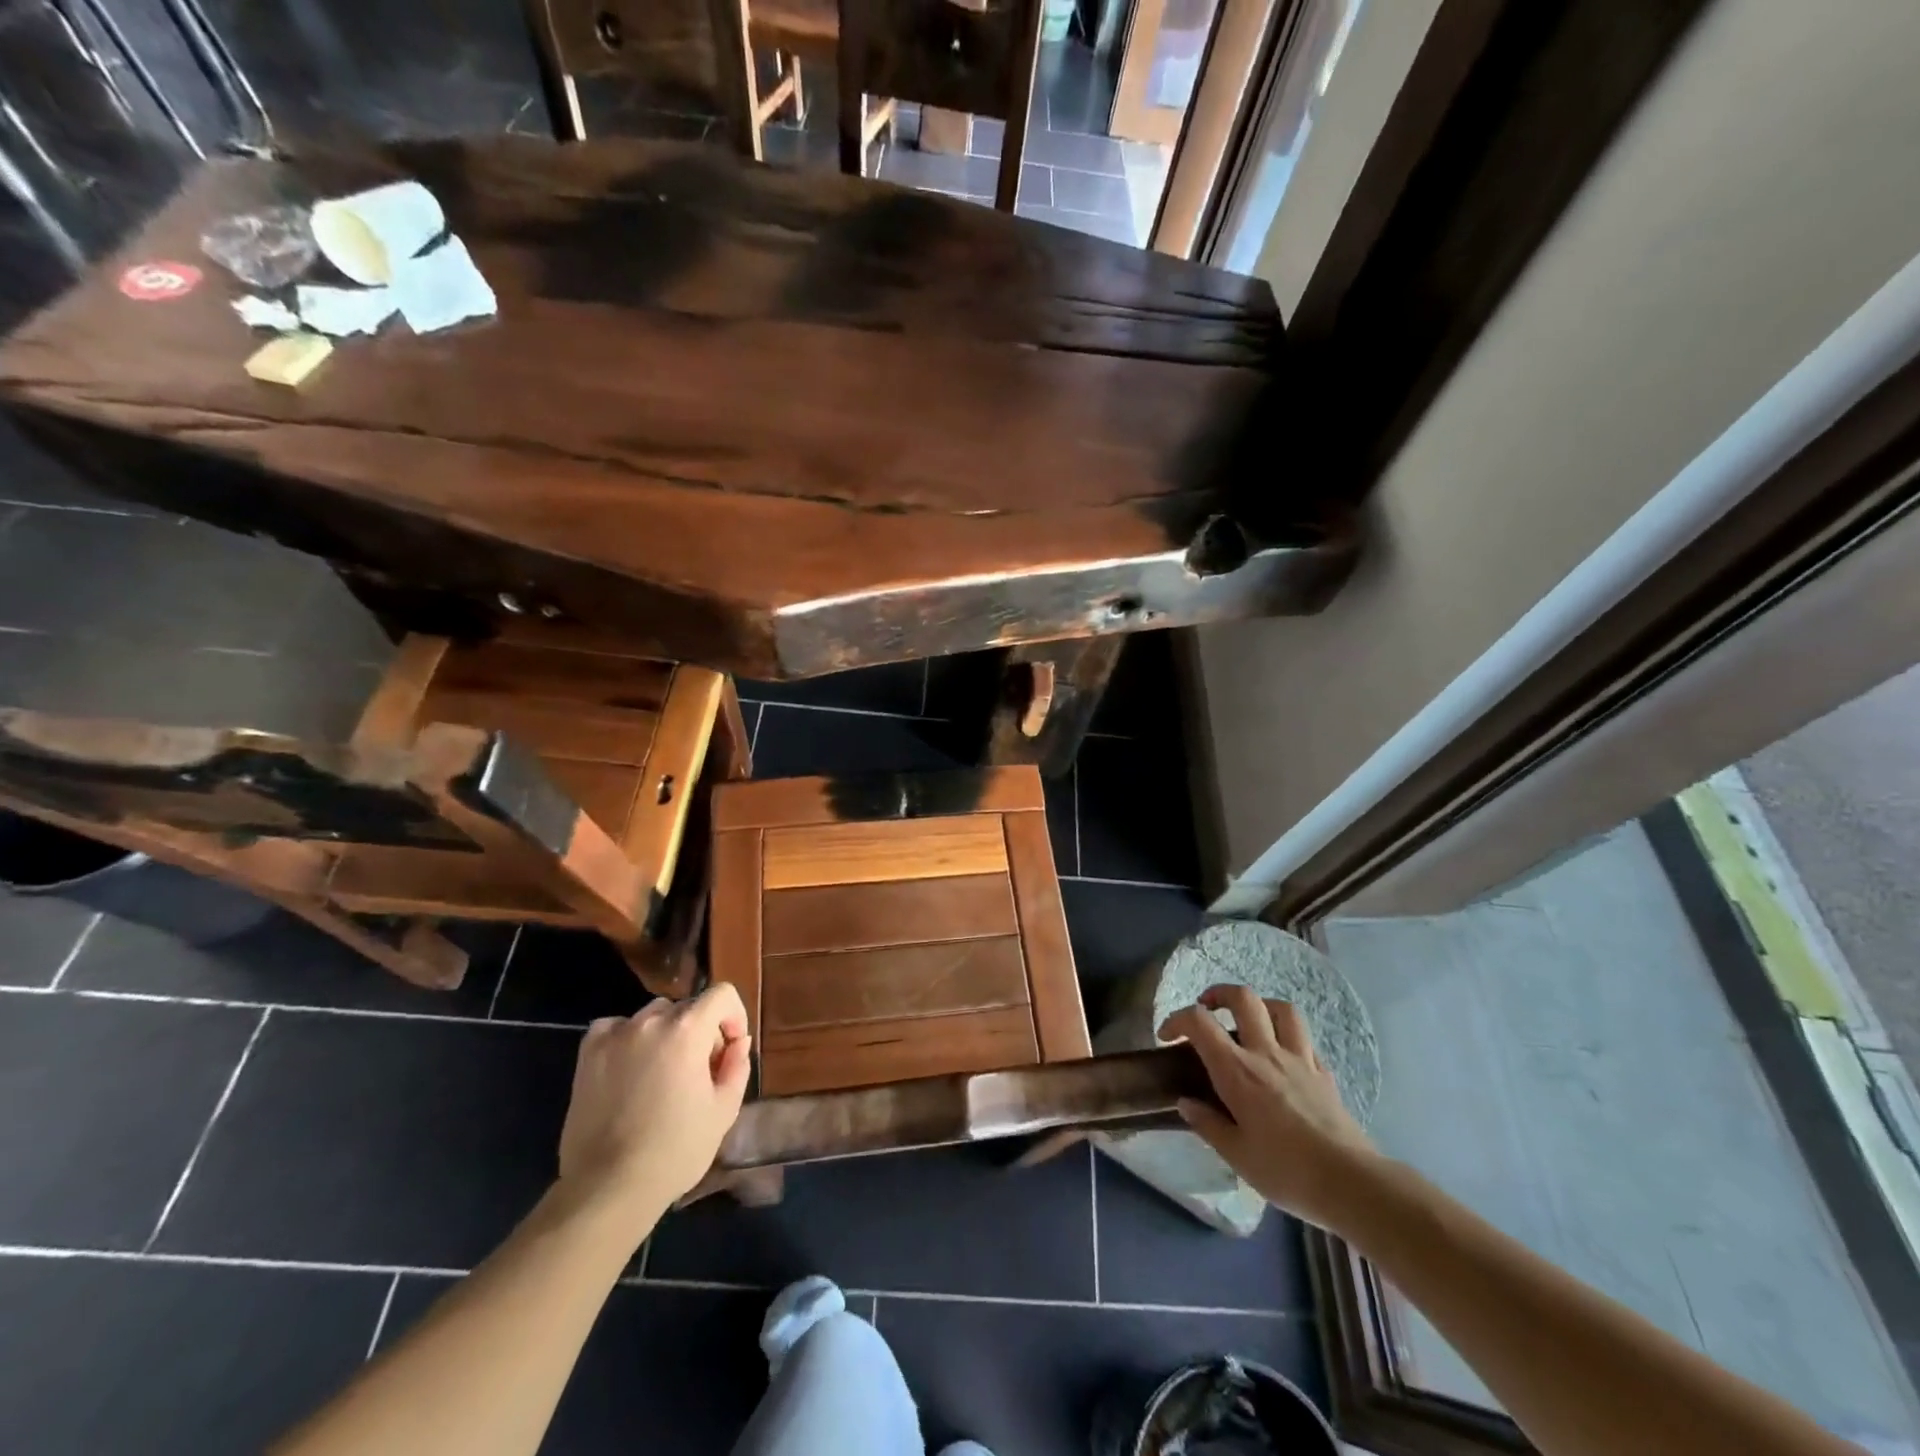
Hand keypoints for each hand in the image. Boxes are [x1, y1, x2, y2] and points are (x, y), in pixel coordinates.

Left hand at [557, 983, 751, 1222]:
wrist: (608, 1188)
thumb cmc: (675, 1150)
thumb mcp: (724, 1110)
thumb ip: (737, 1065)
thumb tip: (738, 1041)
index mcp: (687, 1030)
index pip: (722, 995)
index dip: (734, 1017)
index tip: (731, 1049)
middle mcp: (650, 1021)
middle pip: (688, 1007)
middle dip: (702, 1031)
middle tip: (700, 1070)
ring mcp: (615, 1035)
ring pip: (653, 1016)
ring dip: (667, 1033)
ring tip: (663, 1072)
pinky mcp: (588, 1054)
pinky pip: (616, 1028)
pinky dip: (629, 1039)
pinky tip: (630, 1069)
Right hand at [1159, 984, 1382, 1233]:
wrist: (1351, 1183)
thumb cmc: (1286, 1171)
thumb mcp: (1236, 1156)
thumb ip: (1208, 1124)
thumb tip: (1186, 1103)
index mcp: (1237, 1071)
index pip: (1199, 1023)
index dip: (1177, 1020)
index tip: (1167, 1037)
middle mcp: (1266, 1054)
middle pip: (1244, 998)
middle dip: (1219, 994)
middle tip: (1207, 1010)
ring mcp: (1300, 1059)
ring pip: (1281, 1009)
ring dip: (1260, 1006)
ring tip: (1249, 1022)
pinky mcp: (1324, 1073)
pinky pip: (1304, 1040)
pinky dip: (1287, 1037)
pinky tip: (1282, 1057)